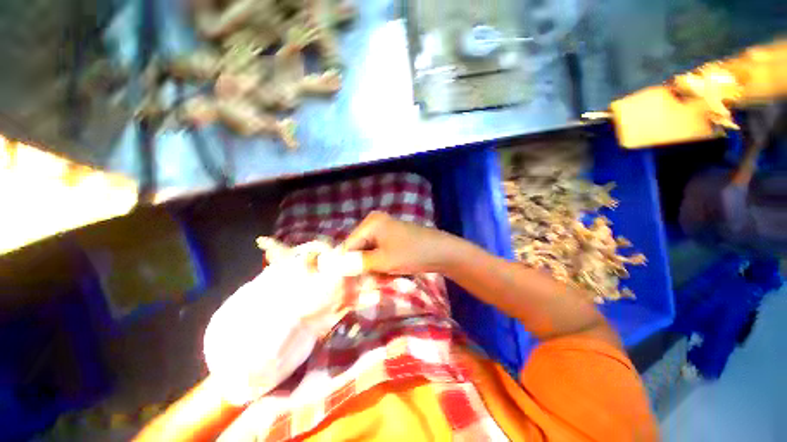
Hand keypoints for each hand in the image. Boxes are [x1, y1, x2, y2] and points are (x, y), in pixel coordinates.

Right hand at [342, 211, 457, 274]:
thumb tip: (335, 267)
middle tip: (362, 281)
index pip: (348, 244)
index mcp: (371, 222)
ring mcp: (385, 228)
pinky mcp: (393, 235)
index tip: (344, 282)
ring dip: (369, 264)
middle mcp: (375, 221)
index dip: (345, 263)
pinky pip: (378, 249)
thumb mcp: (382, 260)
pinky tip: (384, 270)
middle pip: (358, 246)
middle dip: (359, 264)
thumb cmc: (411, 253)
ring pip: (368, 249)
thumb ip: (357, 263)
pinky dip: (378, 260)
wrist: (442, 251)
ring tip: (375, 276)